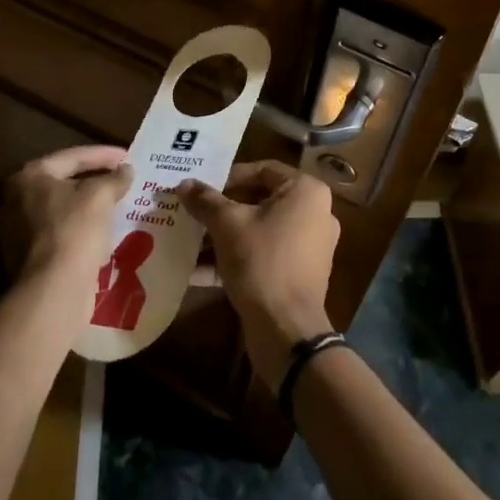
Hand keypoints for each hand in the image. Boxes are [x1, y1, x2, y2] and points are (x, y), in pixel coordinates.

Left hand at [0, 146, 131, 288]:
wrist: (53, 291)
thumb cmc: (74, 231)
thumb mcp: (101, 196)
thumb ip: (115, 178)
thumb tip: (125, 171)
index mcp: (29, 176)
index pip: (73, 157)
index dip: (105, 155)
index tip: (129, 157)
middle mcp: (15, 199)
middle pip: (64, 182)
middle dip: (95, 180)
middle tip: (122, 179)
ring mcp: (17, 231)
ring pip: (62, 210)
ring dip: (89, 207)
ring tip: (117, 204)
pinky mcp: (26, 258)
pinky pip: (60, 233)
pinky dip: (81, 229)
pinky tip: (103, 232)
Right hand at [180, 161, 338, 388]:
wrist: (287, 330)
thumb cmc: (261, 261)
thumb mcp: (227, 225)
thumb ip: (205, 200)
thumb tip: (184, 184)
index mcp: (306, 192)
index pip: (263, 170)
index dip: (229, 176)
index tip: (202, 189)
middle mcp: (315, 213)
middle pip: (260, 200)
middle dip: (222, 209)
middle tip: (193, 212)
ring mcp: (309, 246)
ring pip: (259, 230)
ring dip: (224, 235)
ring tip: (190, 240)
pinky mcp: (299, 274)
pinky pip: (264, 255)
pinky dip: (235, 258)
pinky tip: (197, 270)